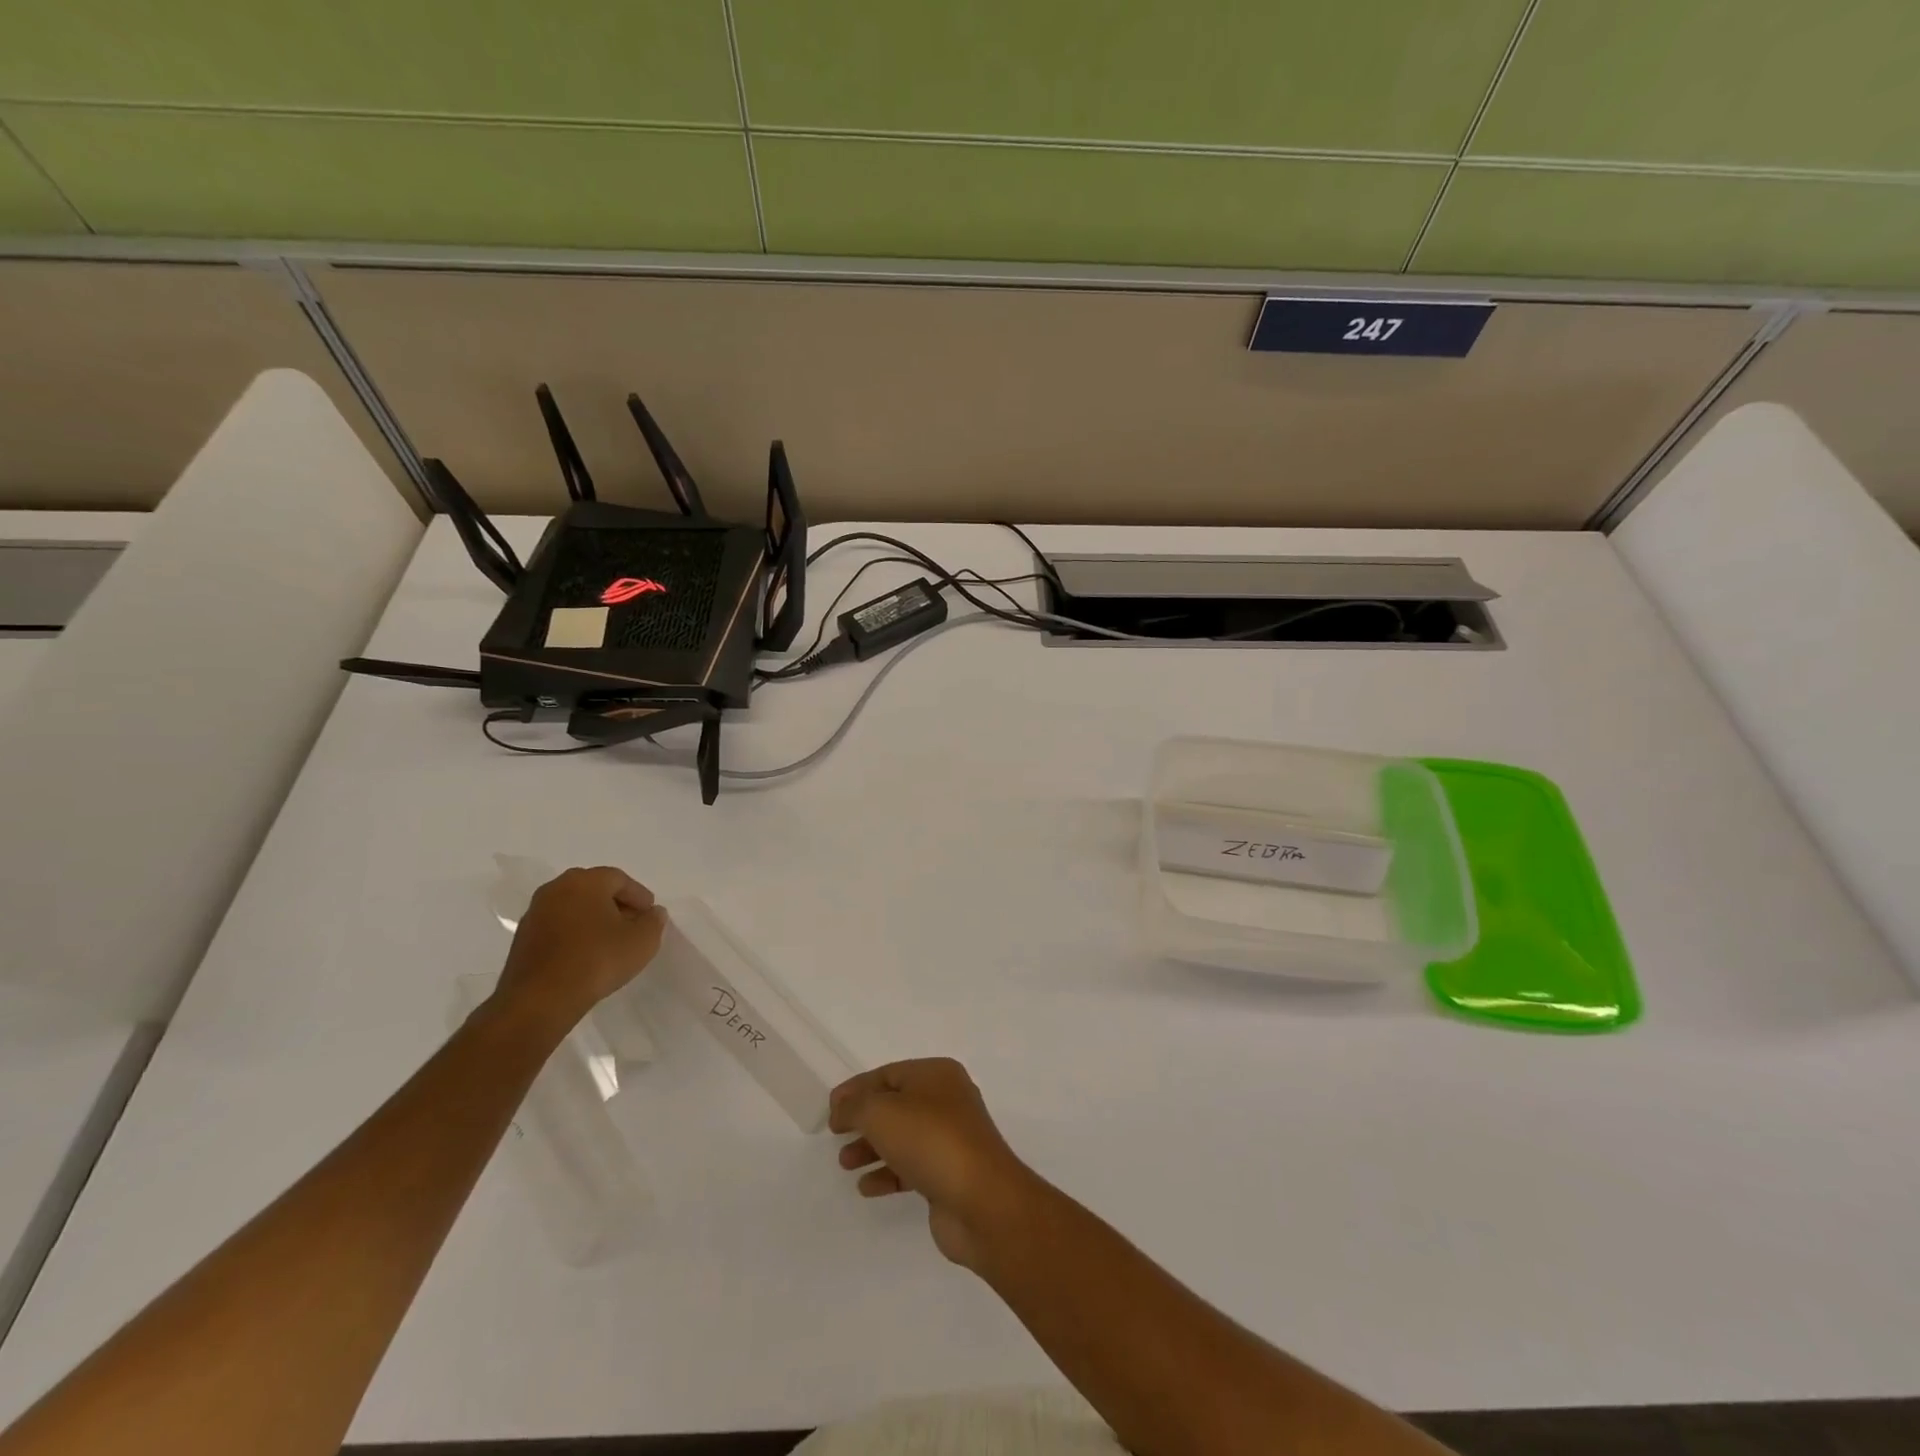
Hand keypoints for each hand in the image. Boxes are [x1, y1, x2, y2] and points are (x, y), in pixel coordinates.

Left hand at [492, 867, 666, 1035]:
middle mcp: (556, 888)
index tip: (650, 916)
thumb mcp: (643, 941)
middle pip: (594, 890)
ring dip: (593, 920)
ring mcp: (535, 913)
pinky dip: (574, 935)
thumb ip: (654, 921)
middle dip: (616, 905)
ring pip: (573, 908)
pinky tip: (585, 956)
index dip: (639, 896)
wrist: (540, 1000)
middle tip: (632, 926)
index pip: (620, 879)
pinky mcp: (522, 939)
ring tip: (610, 943)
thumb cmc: (597, 960)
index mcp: (585, 881)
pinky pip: (557, 927)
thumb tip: (652, 913)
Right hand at [830, 1058, 1039, 1268]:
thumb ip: (855, 1106)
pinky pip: (911, 1167)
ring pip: (902, 1137)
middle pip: (895, 1105)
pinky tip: (867, 1187)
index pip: (888, 1074)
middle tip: (836, 1135)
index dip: (857, 1089)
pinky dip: (888, 1173)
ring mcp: (951, 1139)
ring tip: (845, 1163)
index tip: (830, 1109)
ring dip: (871, 1147)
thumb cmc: (930, 1141)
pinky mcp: (949, 1174)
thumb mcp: (881, 1112)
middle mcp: (947, 1101)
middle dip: (864, 1119)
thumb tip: (843, 1107)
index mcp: (937, 1075)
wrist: (981, 1200)